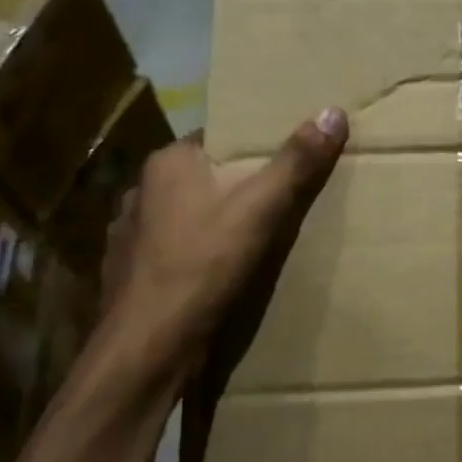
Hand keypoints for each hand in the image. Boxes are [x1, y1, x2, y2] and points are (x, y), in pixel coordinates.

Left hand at [93, 107, 348, 382]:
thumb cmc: (203, 265)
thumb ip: (297, 161)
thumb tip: (334, 111)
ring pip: (185, 215)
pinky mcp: (128, 274)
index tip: (286, 156)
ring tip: (251, 236)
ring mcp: (128, 235)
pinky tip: (216, 272)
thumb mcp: (262, 208)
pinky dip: (194, 254)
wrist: (147, 350)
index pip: (218, 138)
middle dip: (237, 186)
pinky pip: (172, 250)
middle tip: (279, 197)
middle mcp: (141, 191)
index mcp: (168, 164)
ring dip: (213, 222)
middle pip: (204, 177)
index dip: (253, 146)